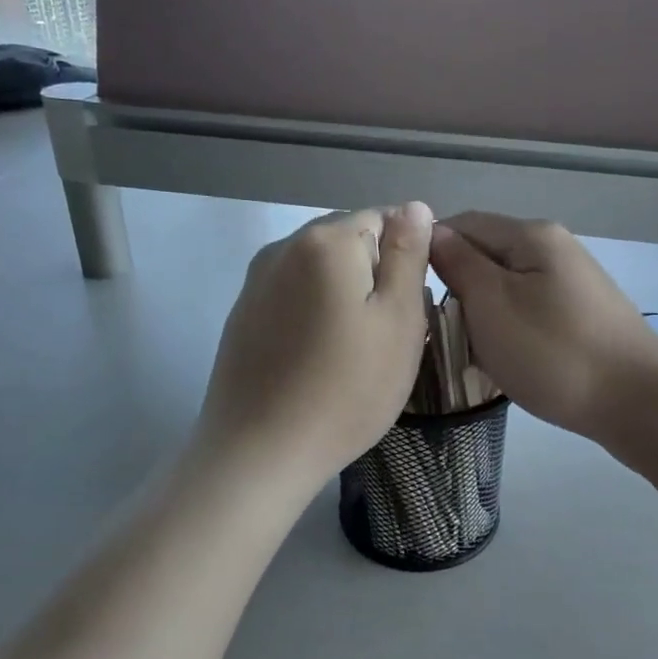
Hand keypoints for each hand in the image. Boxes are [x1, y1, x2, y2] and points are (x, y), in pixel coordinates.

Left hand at [197, 203, 433, 491]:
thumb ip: (408, 255)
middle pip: (349, 241)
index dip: (407, 259)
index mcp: (326, 240)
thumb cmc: (346, 389)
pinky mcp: (243, 315)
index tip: (412, 307)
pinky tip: (320, 359)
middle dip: (375, 276)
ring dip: (346, 296)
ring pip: (321, 271)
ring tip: (357, 351)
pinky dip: (316, 314)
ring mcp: (257, 281)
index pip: (383, 218)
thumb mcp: (398, 320)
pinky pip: (294, 296)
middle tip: (389, 335)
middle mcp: (284, 247)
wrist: (260, 452)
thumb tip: (414, 206)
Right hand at [427, 213, 657, 441]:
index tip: (404, 290)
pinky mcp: (579, 313)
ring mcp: (570, 281)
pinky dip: (506, 328)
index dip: (428, 251)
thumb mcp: (492, 304)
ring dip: (479, 312)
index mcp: (530, 235)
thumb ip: (458, 263)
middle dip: (455, 286)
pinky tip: (500, 355)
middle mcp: (553, 247)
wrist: (637, 403)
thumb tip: (432, 231)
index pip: (462, 223)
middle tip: (434, 328)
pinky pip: (526, 308)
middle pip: (485, 254)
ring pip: (504, 285)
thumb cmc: (553, 351)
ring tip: (464, 347)